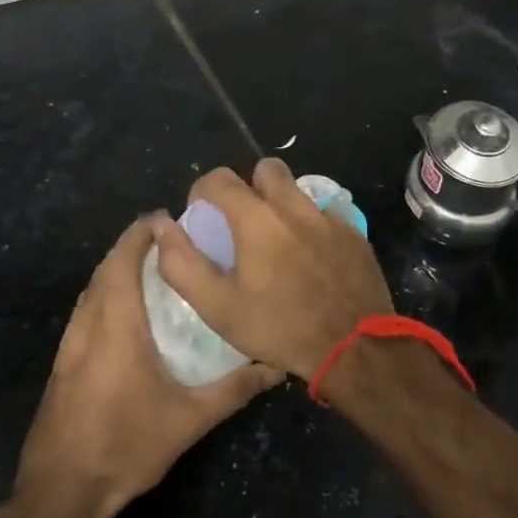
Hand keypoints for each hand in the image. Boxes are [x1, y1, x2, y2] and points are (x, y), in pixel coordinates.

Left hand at [13, 215, 281, 517]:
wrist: (61, 492)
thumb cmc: (125, 446)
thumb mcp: (188, 421)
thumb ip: (233, 390)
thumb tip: (275, 367)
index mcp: (116, 325)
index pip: (123, 261)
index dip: (141, 234)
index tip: (167, 219)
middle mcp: (88, 324)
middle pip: (105, 268)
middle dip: (131, 245)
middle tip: (167, 239)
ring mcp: (69, 344)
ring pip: (91, 289)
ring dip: (115, 268)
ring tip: (150, 266)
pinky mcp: (62, 363)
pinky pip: (84, 310)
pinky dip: (103, 293)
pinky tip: (124, 312)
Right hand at [154, 158, 393, 379]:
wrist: (354, 347)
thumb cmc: (280, 327)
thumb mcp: (218, 307)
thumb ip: (182, 264)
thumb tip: (162, 228)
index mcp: (256, 218)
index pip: (220, 178)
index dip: (204, 191)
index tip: (202, 214)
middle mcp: (293, 205)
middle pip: (266, 170)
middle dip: (249, 186)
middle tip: (244, 221)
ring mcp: (328, 217)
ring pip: (298, 190)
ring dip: (282, 204)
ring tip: (277, 241)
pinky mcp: (353, 232)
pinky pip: (326, 213)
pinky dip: (313, 225)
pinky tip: (312, 256)